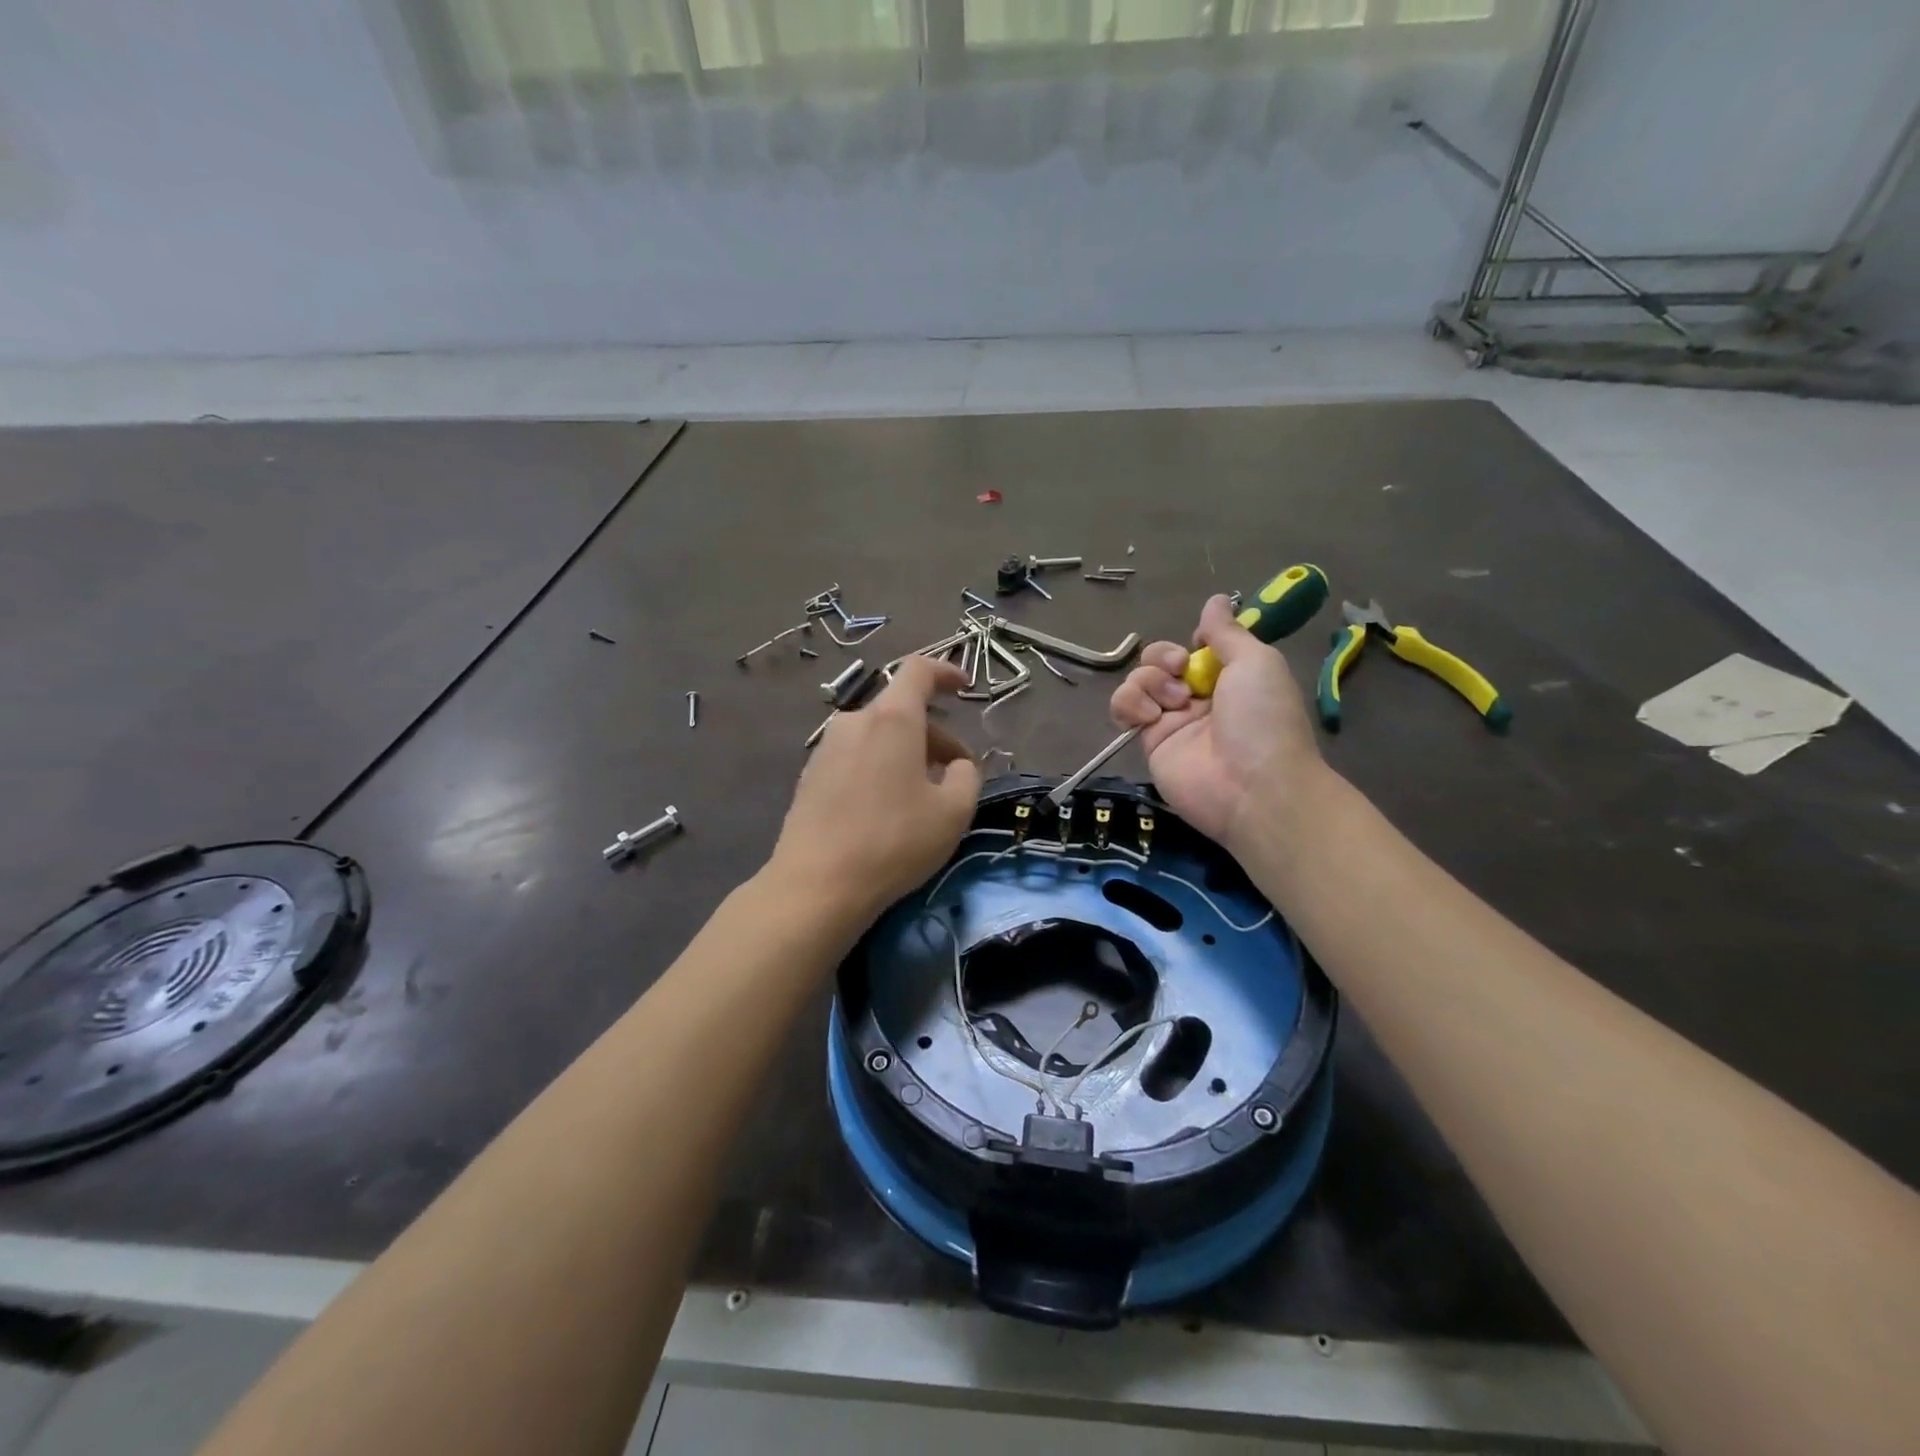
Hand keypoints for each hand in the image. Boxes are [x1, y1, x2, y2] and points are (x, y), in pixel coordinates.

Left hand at [768, 656, 982, 924]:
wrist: (817, 884)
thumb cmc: (894, 842)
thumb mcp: (953, 812)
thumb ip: (967, 776)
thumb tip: (957, 765)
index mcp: (892, 719)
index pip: (918, 670)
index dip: (946, 672)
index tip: (965, 688)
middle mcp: (854, 721)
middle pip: (901, 711)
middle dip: (935, 736)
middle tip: (956, 775)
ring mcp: (826, 747)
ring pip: (878, 736)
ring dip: (907, 754)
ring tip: (922, 796)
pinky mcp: (810, 775)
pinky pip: (856, 756)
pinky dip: (880, 767)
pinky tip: (886, 809)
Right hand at [1110, 594, 1323, 848]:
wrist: (1252, 787)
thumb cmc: (1263, 718)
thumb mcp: (1256, 661)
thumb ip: (1227, 631)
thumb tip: (1216, 599)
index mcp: (1228, 678)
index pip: (1193, 648)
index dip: (1190, 643)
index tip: (1199, 646)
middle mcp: (1198, 697)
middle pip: (1158, 661)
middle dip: (1162, 658)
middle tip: (1181, 671)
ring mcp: (1170, 720)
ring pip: (1137, 680)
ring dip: (1149, 681)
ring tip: (1173, 703)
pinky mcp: (1148, 742)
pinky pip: (1123, 709)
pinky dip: (1129, 703)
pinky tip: (1150, 716)